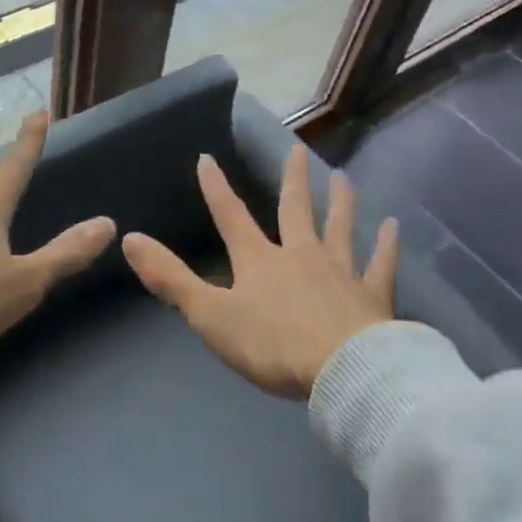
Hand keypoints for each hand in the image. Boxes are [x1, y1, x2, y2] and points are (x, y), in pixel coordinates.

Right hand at [122, 145, 398, 397]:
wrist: (343, 373)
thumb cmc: (272, 346)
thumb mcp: (210, 315)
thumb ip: (170, 278)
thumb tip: (128, 239)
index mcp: (259, 260)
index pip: (231, 216)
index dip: (216, 188)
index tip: (207, 158)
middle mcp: (300, 254)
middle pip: (295, 209)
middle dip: (292, 179)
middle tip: (297, 149)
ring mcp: (340, 271)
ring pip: (340, 227)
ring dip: (341, 201)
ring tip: (343, 176)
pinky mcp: (373, 295)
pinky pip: (380, 264)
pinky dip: (387, 245)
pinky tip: (393, 226)